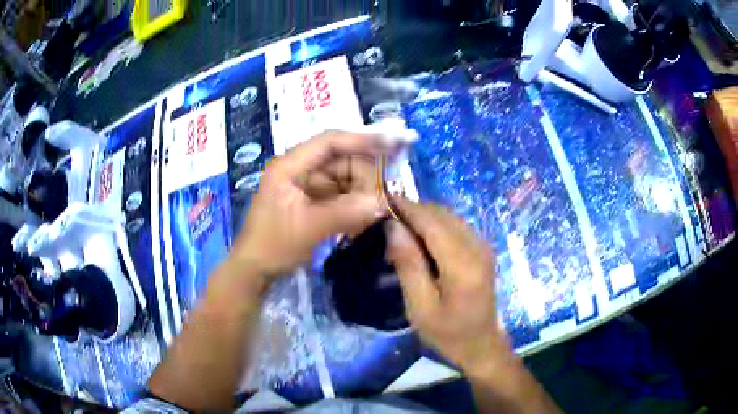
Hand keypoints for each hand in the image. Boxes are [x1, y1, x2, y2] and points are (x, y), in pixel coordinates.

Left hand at [234, 131, 386, 280]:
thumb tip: (384, 203)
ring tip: (375, 211)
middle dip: (365, 176)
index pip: (329, 142)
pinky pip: (340, 195)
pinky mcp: (311, 200)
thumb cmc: (273, 246)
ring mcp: (305, 185)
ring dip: (361, 193)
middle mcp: (299, 169)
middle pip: (341, 160)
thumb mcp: (310, 229)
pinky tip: (363, 219)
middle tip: (384, 197)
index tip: (392, 144)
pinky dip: (353, 204)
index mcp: (290, 166)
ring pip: (344, 178)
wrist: (254, 270)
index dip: (362, 139)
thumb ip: (347, 212)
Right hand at [386, 197, 506, 374]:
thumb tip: (393, 226)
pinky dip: (435, 225)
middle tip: (385, 221)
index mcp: (462, 264)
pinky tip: (420, 241)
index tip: (380, 201)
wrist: (482, 344)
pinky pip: (455, 225)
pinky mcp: (482, 249)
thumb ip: (408, 264)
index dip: (406, 208)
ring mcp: (482, 246)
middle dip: (413, 210)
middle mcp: (477, 246)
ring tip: (399, 230)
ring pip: (448, 216)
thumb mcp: (420, 307)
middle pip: (441, 213)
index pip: (431, 222)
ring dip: (423, 216)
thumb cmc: (448, 333)